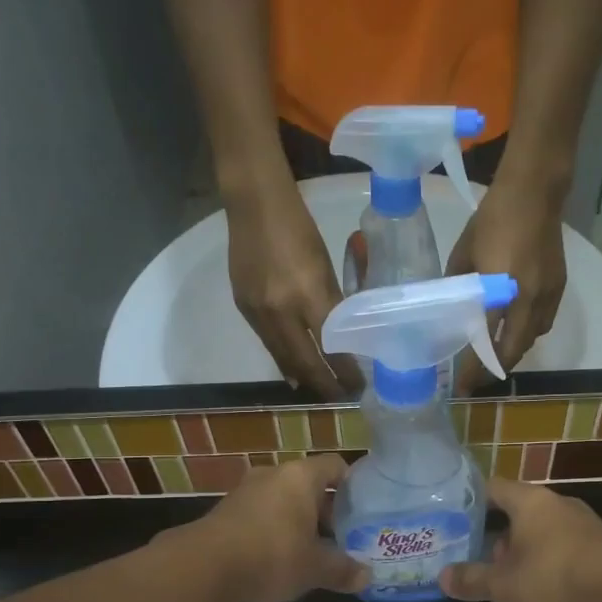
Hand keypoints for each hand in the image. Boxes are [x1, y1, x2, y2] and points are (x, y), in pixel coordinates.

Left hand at [182, 453, 367, 601]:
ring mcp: (245, 490)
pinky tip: (278, 557)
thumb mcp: (314, 568)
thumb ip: (342, 569)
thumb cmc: (272, 555)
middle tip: (341, 536)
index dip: (352, 485)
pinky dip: (273, 529)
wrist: (204, 566)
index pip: (335, 465)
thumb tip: (367, 576)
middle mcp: (273, 474)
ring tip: (311, 550)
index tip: (362, 509)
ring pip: (283, 499)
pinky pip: (261, 513)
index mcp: (301, 476)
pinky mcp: (225, 510)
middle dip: (325, 510)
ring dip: (298, 520)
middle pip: (309, 484)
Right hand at [227, 189, 362, 397]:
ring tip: (319, 387)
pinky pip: (267, 343)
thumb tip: (337, 335)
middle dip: (324, 383)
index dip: (345, 370)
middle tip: (340, 397)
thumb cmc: (298, 228)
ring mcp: (258, 312)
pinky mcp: (243, 309)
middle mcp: (280, 310)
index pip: (332, 345)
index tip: (358, 385)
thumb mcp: (324, 266)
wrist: (253, 205)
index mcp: (307, 294)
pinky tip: (292, 368)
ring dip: (303, 376)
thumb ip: (331, 302)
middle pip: (305, 361)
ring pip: (283, 357)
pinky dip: (283, 359)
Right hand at [440, 477, 601, 601]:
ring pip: (542, 531)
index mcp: (529, 501)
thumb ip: (473, 580)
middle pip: (518, 511)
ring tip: (509, 579)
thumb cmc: (555, 575)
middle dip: (498, 535)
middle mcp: (556, 504)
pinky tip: (545, 589)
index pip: (493, 487)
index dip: (472, 500)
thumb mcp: (505, 584)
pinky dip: (550, 562)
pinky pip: (565, 548)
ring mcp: (583, 523)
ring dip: (525, 551)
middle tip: (479, 557)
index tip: (454, 517)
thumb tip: (442, 578)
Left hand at [444, 184, 566, 390]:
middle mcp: (527, 297)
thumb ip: (459, 283)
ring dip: (514, 352)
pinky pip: (544, 322)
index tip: (462, 386)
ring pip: (532, 338)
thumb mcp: (464, 252)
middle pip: (514, 348)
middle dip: (495, 369)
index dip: (474, 367)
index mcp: (500, 288)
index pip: (486, 339)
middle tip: (477, 380)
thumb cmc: (492, 218)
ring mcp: (547, 293)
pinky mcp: (559, 286)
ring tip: (495, 358)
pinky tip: (517, 331)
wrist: (535, 192)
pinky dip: (529, 333)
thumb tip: (452, 305)